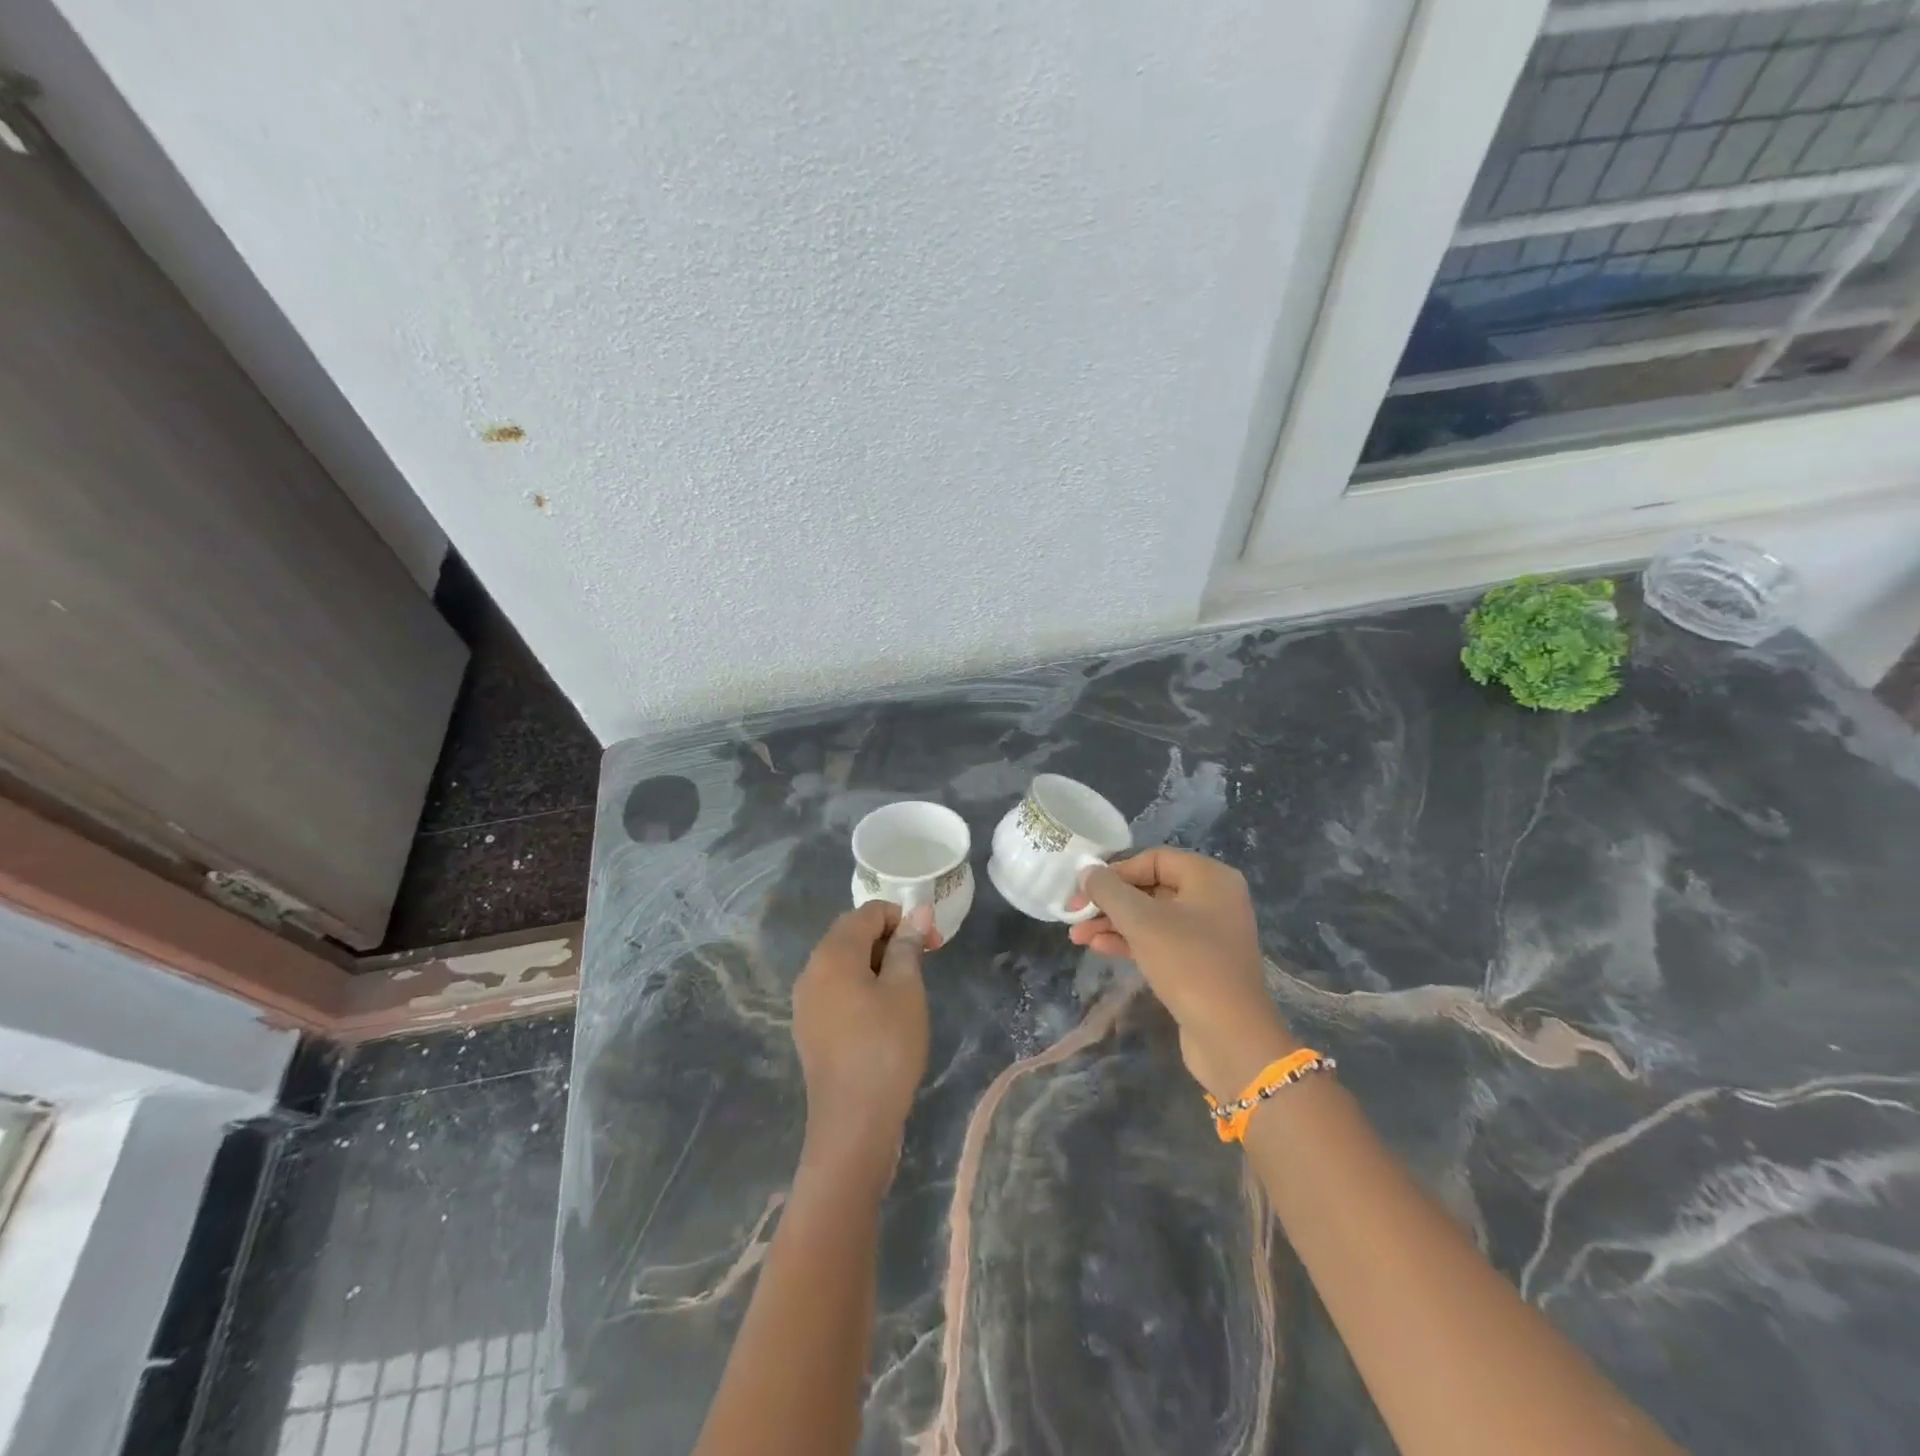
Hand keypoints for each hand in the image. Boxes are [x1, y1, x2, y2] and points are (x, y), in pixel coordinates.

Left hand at [791, 901, 932, 1190]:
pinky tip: (883, 1013)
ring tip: (907, 989)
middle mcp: (811, 970)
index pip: (867, 912)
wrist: (852, 1124)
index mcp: (832, 954)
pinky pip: (836, 989)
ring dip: (876, 963)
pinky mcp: (809, 1028)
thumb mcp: (906, 990)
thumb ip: (908, 946)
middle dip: (890, 939)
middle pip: (851, 934)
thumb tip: (917, 912)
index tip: (932, 943)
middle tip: (924, 962)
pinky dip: (861, 986)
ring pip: (843, 963)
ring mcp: (805, 1001)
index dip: (902, 918)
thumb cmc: (886, 1048)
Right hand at [1069, 849, 1295, 1099]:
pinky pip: (1160, 941)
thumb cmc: (1188, 964)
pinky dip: (1130, 941)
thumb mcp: (1141, 921)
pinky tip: (1099, 948)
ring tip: (1078, 936)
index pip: (1153, 859)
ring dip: (1113, 923)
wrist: (1231, 1037)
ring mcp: (1209, 933)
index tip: (1084, 890)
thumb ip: (1109, 890)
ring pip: (1152, 917)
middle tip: (1074, 915)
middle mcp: (1214, 898)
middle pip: (1151, 887)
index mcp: (1209, 877)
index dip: (1116, 871)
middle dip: (1109, 901)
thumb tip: (1087, 870)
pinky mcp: (1200, 963)